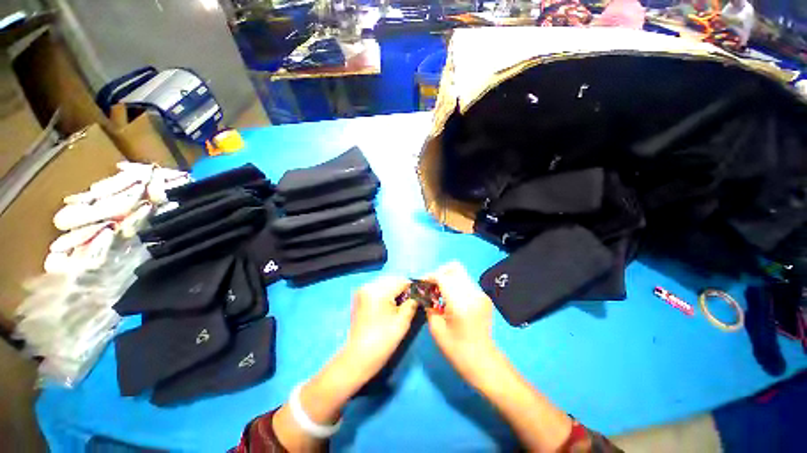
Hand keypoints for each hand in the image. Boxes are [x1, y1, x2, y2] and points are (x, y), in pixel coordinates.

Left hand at [341, 276, 417, 385]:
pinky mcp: (360, 296)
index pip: (401, 281)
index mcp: (378, 291)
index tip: (420, 297)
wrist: (358, 357)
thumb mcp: (403, 322)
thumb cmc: (383, 340)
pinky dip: (385, 293)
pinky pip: (377, 288)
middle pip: (392, 280)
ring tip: (400, 304)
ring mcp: (362, 290)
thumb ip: (412, 303)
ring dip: (394, 290)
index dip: (413, 288)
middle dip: (403, 288)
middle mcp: (368, 286)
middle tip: (410, 302)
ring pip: (385, 283)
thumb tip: (418, 295)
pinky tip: (389, 305)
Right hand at [425, 262, 497, 386]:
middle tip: (432, 285)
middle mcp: (473, 294)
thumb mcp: (436, 329)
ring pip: (461, 273)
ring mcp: (481, 294)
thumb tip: (425, 292)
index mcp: (460, 303)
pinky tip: (451, 298)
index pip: (443, 277)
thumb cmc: (456, 349)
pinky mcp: (484, 297)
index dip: (430, 276)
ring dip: (448, 278)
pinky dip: (455, 284)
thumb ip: (429, 306)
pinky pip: (466, 282)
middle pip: (454, 268)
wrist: (483, 361)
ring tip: (440, 292)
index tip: (422, 283)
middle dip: (440, 273)